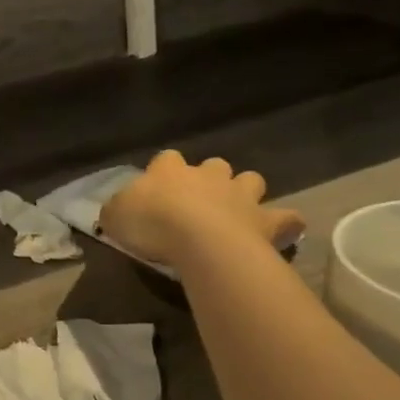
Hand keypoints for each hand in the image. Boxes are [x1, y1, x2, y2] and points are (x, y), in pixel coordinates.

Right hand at [100, 151, 304, 269]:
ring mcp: (241, 195)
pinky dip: (284, 223)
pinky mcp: (266, 220)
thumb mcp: (115, 216)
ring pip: (250, 181)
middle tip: (200, 201)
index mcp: (169, 170)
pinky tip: (281, 232)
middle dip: (210, 178)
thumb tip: (115, 211)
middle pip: (214, 165)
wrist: (200, 240)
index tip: (156, 190)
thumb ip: (116, 210)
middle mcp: (208, 175)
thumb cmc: (152, 223)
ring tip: (238, 212)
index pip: (165, 159)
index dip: (162, 172)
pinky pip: (285, 218)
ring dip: (245, 192)